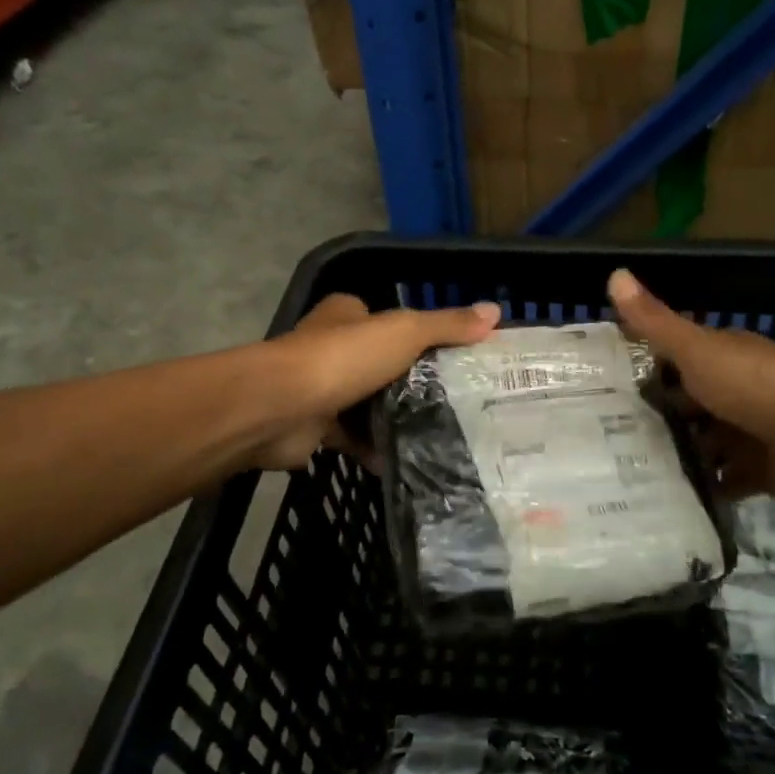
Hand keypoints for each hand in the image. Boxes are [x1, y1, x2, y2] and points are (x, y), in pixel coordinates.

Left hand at [254, 293, 500, 469]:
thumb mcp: (405, 332)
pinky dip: (378, 450)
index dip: (423, 335)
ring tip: (444, 433)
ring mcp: (322, 389)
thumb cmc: (343, 359)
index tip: (457, 358)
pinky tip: (410, 461)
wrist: (279, 409)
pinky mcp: (316, 427)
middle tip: (458, 401)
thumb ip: (447, 325)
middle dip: (414, 382)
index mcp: (347, 316)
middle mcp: (331, 348)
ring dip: (397, 418)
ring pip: (369, 403)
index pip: (390, 320)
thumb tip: (495, 312)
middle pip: (383, 364)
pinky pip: (355, 439)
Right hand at [607, 269, 774, 505]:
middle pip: (679, 407)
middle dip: (644, 422)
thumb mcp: (698, 351)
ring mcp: (742, 436)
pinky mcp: (754, 474)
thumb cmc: (759, 387)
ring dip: (668, 458)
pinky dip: (697, 491)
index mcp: (716, 360)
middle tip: (590, 442)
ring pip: (696, 447)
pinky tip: (657, 502)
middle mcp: (728, 394)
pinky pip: (718, 484)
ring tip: (614, 476)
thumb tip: (614, 274)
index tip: (591, 388)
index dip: (633, 371)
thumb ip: (656, 323)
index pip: (666, 362)